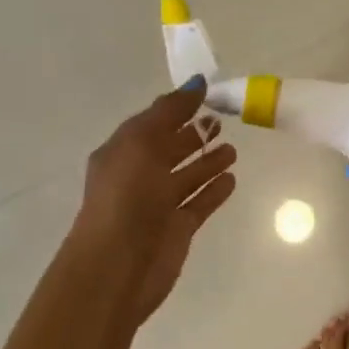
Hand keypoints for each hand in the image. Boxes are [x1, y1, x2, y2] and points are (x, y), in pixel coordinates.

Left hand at [64, 80, 237, 324]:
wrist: (116, 267)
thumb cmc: (126, 197)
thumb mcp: (142, 143)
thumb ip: (170, 111)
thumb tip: (197, 82)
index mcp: (122, 152)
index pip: (153, 122)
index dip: (177, 107)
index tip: (207, 92)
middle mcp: (138, 176)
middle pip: (170, 148)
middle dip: (194, 134)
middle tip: (222, 121)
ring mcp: (158, 204)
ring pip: (188, 176)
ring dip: (208, 161)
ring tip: (232, 150)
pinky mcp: (178, 228)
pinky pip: (200, 202)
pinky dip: (214, 190)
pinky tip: (232, 179)